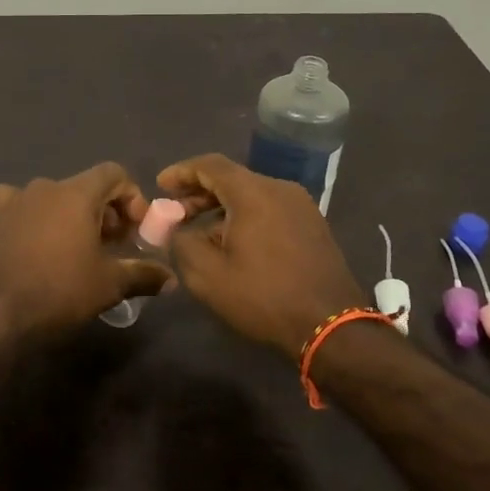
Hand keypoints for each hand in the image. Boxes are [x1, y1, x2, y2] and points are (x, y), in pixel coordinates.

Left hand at [0, 162, 172, 339]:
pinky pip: (20, 205)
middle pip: (86, 186)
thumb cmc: (60, 290)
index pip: (114, 173)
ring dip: (72, 214)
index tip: (136, 228)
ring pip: (55, 196)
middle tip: (114, 244)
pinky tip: (36, 237)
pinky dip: (34, 215)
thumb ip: (143, 274)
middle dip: (106, 210)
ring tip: (79, 246)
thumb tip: (170, 279)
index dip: (132, 196)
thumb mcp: (110, 284)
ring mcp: (16, 200)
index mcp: (77, 193)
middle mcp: (46, 187)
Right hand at [158, 153, 367, 355]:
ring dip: (221, 207)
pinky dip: (245, 216)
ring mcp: (301, 206)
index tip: (160, 186)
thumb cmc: (263, 297)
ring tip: (199, 233)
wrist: (329, 325)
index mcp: (253, 193)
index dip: (181, 172)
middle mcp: (280, 189)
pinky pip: (270, 209)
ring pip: (252, 195)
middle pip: (232, 178)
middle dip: (199, 192)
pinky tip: (233, 243)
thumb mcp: (208, 275)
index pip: (210, 165)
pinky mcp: (312, 225)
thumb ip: (182, 243)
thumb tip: (176, 229)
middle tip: (175, 213)